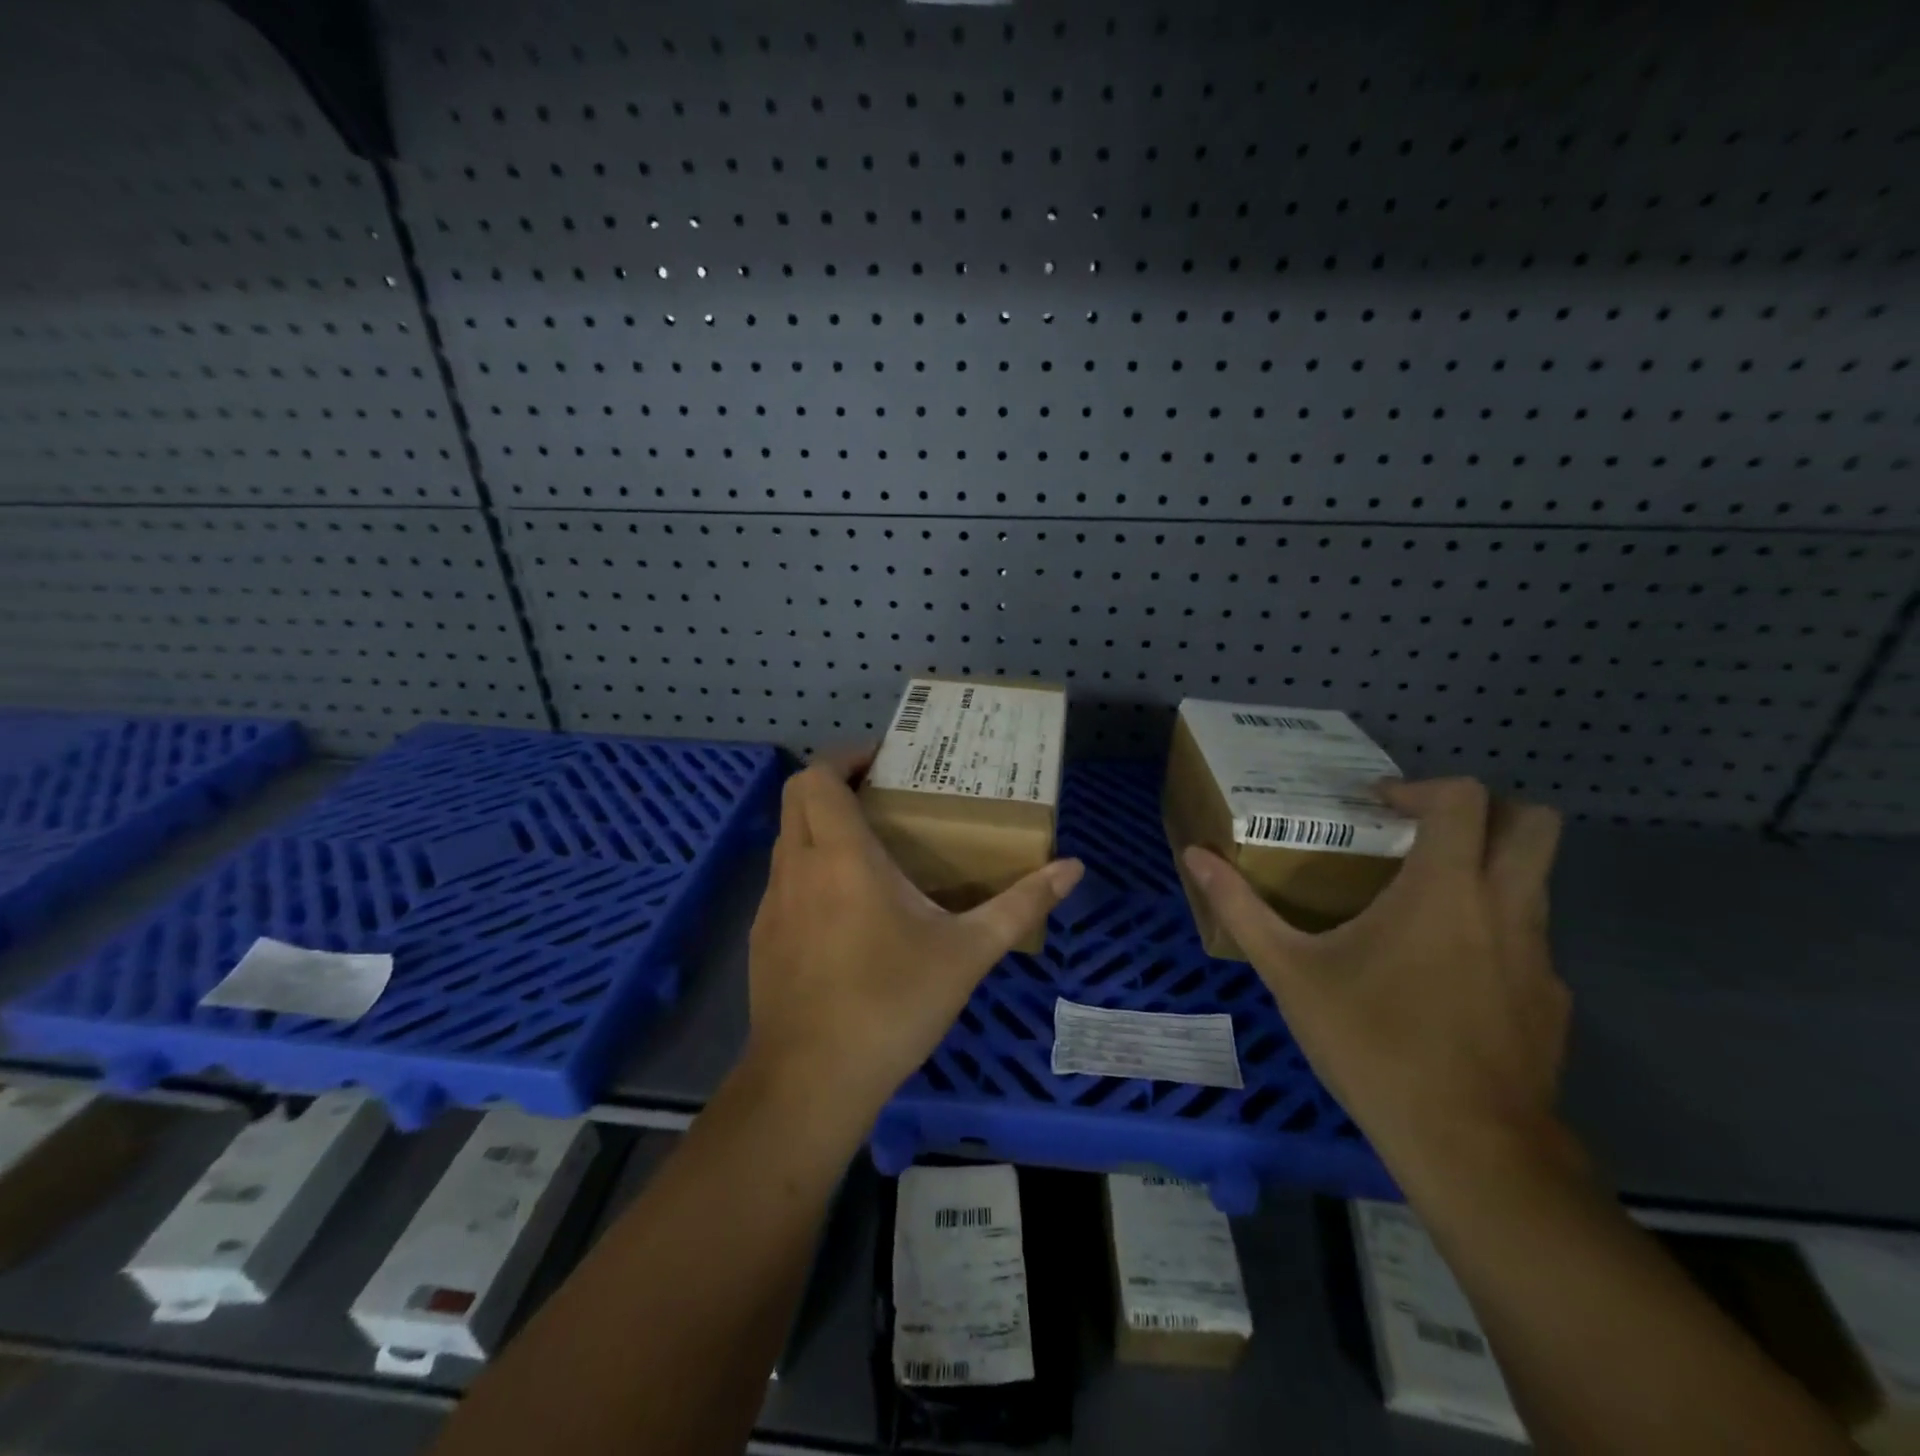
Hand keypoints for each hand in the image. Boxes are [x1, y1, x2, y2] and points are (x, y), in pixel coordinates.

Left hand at [745, 751, 1084, 1130]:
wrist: (812, 1081)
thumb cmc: (892, 1003)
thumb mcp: (967, 952)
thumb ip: (1020, 904)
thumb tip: (1073, 868)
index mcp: (840, 856)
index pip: (817, 777)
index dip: (844, 757)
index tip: (882, 761)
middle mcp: (797, 867)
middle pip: (796, 797)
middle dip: (832, 782)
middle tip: (880, 794)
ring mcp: (772, 904)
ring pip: (787, 839)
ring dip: (820, 826)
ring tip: (870, 845)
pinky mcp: (763, 938)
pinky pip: (783, 880)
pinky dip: (809, 868)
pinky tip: (847, 908)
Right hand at [1182, 779, 1568, 1176]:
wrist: (1469, 1147)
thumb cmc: (1373, 1042)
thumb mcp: (1290, 972)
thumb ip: (1241, 907)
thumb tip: (1194, 856)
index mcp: (1444, 889)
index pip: (1464, 799)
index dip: (1419, 787)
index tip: (1377, 808)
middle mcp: (1505, 908)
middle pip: (1534, 824)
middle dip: (1486, 811)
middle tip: (1422, 833)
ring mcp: (1539, 956)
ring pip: (1534, 882)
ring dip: (1484, 872)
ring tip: (1419, 904)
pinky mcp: (1551, 1001)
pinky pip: (1527, 942)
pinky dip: (1491, 934)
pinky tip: (1442, 978)